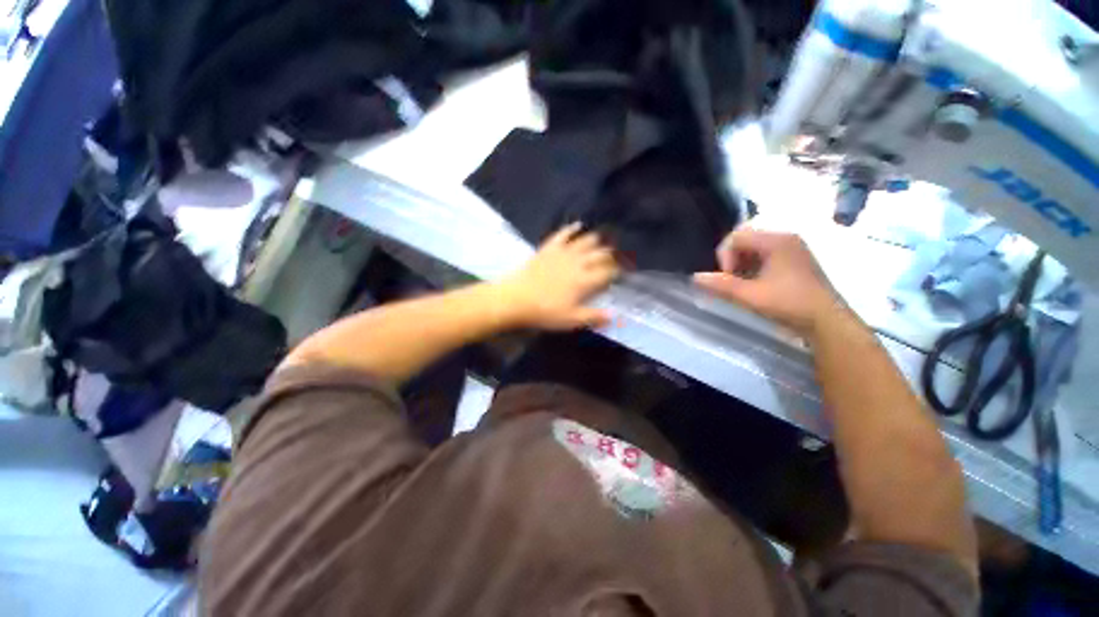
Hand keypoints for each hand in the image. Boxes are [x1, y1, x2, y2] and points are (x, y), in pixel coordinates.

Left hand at [498, 223, 619, 329]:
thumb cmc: (544, 312)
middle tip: (614, 259)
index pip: (607, 272)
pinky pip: (563, 234)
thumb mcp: (570, 319)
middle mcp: (578, 263)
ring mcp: (563, 253)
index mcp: (584, 280)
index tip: (620, 273)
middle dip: (610, 256)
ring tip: (602, 242)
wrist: (515, 299)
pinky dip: (572, 229)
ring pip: (585, 241)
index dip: (616, 272)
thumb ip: (593, 316)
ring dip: (596, 241)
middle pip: (600, 254)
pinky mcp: (548, 248)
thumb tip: (614, 315)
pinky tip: (578, 225)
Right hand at [693, 228, 845, 336]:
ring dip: (741, 264)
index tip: (728, 279)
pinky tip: (755, 284)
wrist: (827, 322)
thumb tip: (695, 277)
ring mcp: (792, 248)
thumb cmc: (789, 304)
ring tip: (743, 284)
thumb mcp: (750, 296)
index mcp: (776, 240)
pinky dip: (753, 267)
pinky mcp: (794, 260)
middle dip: (732, 260)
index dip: (724, 257)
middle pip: (744, 239)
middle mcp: (785, 238)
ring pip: (753, 248)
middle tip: (733, 281)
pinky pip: (764, 255)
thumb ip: (721, 285)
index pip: (736, 237)